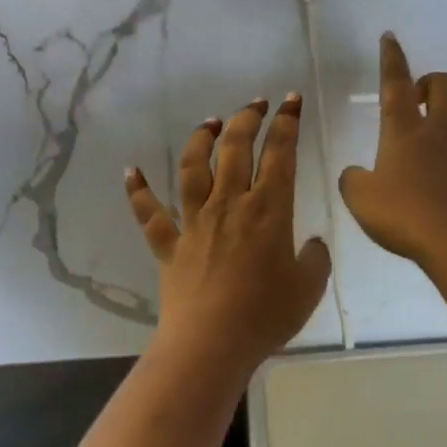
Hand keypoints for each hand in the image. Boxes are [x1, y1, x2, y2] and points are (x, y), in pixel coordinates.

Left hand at [125, 95, 332, 371]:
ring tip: (210, 122)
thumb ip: (316, 260)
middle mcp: (229, 204)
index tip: (291, 101)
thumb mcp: (309, 287)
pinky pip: (149, 213)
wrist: (211, 345)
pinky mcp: (169, 244)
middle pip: (235, 147)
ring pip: (193, 167)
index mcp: (268, 209)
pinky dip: (138, 190)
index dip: (287, 122)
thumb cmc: (265, 315)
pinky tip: (131, 171)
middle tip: (257, 103)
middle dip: (248, 118)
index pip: (280, 153)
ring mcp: (194, 221)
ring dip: (201, 139)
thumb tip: (314, 244)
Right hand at [339, 33, 446, 267]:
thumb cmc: (403, 216)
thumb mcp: (359, 199)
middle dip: (434, 83)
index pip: (396, 84)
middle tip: (421, 100)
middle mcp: (443, 132)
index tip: (391, 38)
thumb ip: (353, 180)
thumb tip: (356, 174)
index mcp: (405, 131)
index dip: (392, 58)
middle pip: (446, 85)